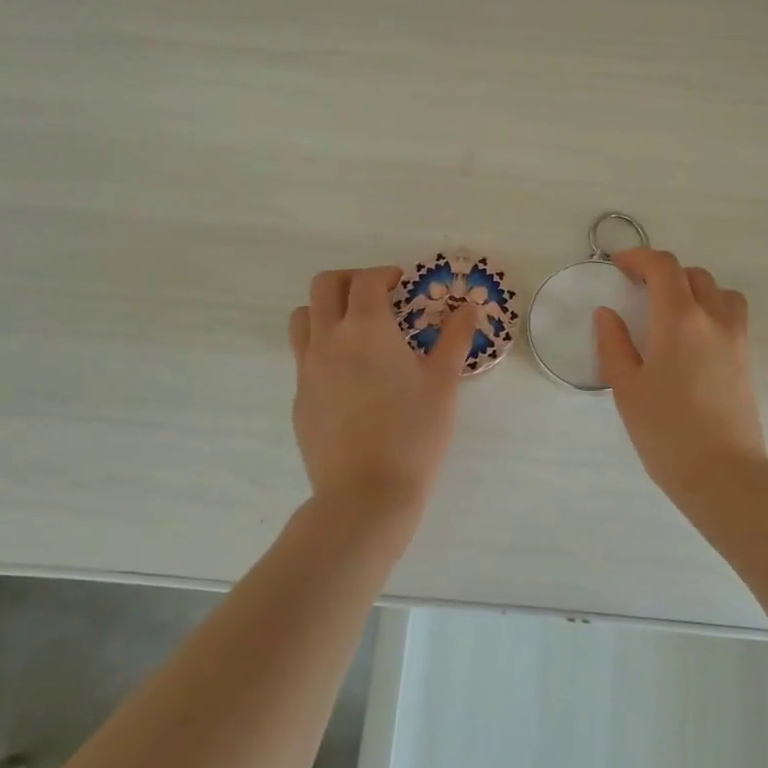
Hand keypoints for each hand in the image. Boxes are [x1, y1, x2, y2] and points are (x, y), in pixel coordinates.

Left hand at [288, 266, 476, 522]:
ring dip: (326, 309)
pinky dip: (322, 347)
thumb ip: (454, 338)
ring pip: (303, 317)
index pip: (367, 280)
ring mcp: (307, 369)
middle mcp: (329, 339)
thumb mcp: (442, 383)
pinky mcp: (299, 397)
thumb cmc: (413, 433)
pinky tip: (349, 375)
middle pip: (325, 286)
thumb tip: (469, 306)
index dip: (385, 274)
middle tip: (377, 296)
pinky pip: (303, 356)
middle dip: (351, 280)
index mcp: (367, 328)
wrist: (365, 494)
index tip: (402, 285)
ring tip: (354, 329)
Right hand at [594, 249, 767, 497]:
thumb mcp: (626, 389)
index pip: (664, 267)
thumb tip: (607, 314)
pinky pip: (731, 314)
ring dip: (692, 288)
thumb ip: (613, 344)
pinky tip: (691, 339)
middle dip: (663, 273)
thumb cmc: (667, 433)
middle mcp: (713, 318)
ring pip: (718, 291)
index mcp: (679, 319)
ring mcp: (736, 337)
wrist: (725, 475)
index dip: (639, 257)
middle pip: (692, 274)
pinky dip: (711, 308)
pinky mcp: (747, 358)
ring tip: (669, 311)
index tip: (619, 265)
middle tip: (638, 291)